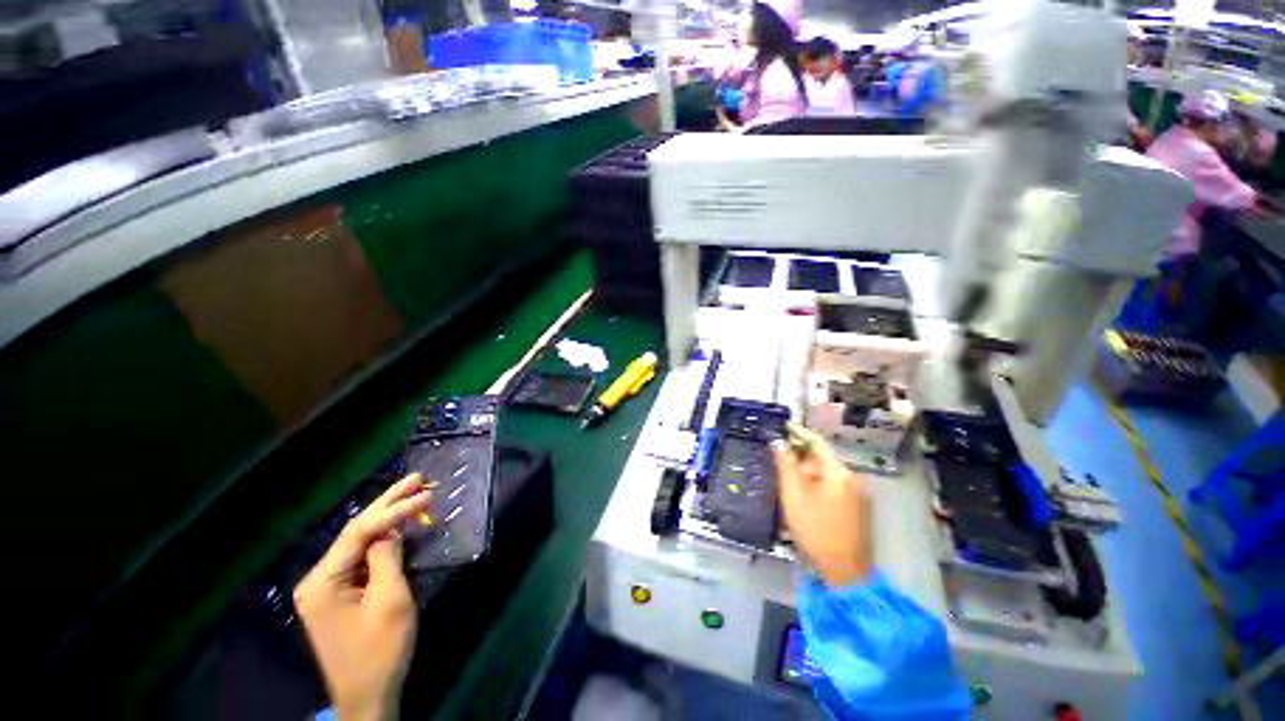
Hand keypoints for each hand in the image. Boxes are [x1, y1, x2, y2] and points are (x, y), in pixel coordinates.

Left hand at [295, 474, 431, 720]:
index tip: (426, 493)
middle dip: (387, 503)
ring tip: (413, 493)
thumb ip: (386, 558)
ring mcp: (326, 588)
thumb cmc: (380, 650)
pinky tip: (398, 525)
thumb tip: (389, 530)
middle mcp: (318, 579)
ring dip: (386, 517)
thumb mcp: (390, 600)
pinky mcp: (339, 595)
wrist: (368, 695)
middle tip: (416, 478)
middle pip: (355, 531)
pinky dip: (383, 539)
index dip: (394, 509)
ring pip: (359, 542)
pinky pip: (362, 558)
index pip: (359, 532)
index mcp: (323, 582)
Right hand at [773, 426, 871, 587]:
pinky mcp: (856, 510)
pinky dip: (816, 483)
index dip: (798, 432)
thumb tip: (779, 442)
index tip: (782, 427)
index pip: (817, 443)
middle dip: (801, 453)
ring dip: (807, 470)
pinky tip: (803, 493)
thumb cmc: (816, 529)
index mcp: (839, 472)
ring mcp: (856, 496)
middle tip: (779, 453)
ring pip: (827, 474)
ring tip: (786, 473)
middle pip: (823, 458)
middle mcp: (852, 479)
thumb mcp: (794, 494)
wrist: (844, 572)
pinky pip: (833, 487)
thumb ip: (786, 465)